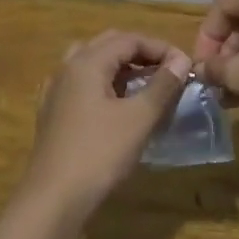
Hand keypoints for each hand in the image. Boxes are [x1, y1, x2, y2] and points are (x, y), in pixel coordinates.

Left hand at [23, 31, 192, 211]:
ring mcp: (56, 91)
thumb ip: (162, 85)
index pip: (129, 39)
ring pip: (92, 64)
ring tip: (145, 85)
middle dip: (140, 53)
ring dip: (121, 68)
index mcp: (87, 62)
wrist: (54, 198)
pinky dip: (104, 85)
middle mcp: (67, 68)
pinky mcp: (53, 113)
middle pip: (108, 45)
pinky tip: (117, 106)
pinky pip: (82, 85)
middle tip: (167, 72)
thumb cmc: (100, 153)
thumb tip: (181, 60)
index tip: (185, 66)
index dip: (160, 48)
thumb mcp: (139, 118)